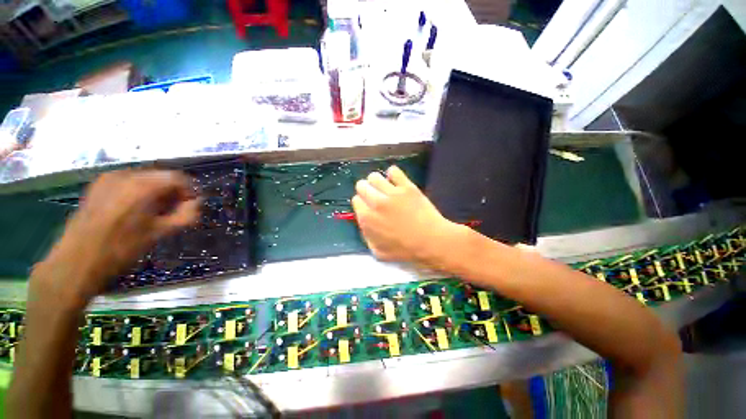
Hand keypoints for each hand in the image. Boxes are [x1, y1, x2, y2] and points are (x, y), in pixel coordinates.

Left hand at [33, 170, 199, 307]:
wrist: (77, 261)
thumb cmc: (121, 249)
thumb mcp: (160, 234)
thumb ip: (186, 215)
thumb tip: (196, 203)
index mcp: (142, 186)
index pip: (178, 178)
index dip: (189, 191)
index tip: (190, 206)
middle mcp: (126, 175)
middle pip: (161, 175)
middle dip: (172, 191)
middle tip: (173, 211)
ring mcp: (109, 178)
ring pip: (145, 178)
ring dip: (156, 191)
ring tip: (153, 212)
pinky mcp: (98, 185)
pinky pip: (128, 181)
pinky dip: (139, 191)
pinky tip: (135, 209)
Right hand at [352, 166, 464, 268]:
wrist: (430, 241)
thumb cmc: (405, 250)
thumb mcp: (378, 251)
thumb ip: (366, 235)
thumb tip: (364, 221)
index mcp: (367, 219)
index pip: (356, 200)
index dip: (362, 203)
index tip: (369, 207)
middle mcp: (376, 202)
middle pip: (361, 185)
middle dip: (366, 190)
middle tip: (375, 196)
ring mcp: (392, 193)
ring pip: (374, 176)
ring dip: (376, 182)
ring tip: (384, 188)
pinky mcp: (406, 187)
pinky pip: (393, 171)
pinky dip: (393, 174)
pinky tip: (396, 181)